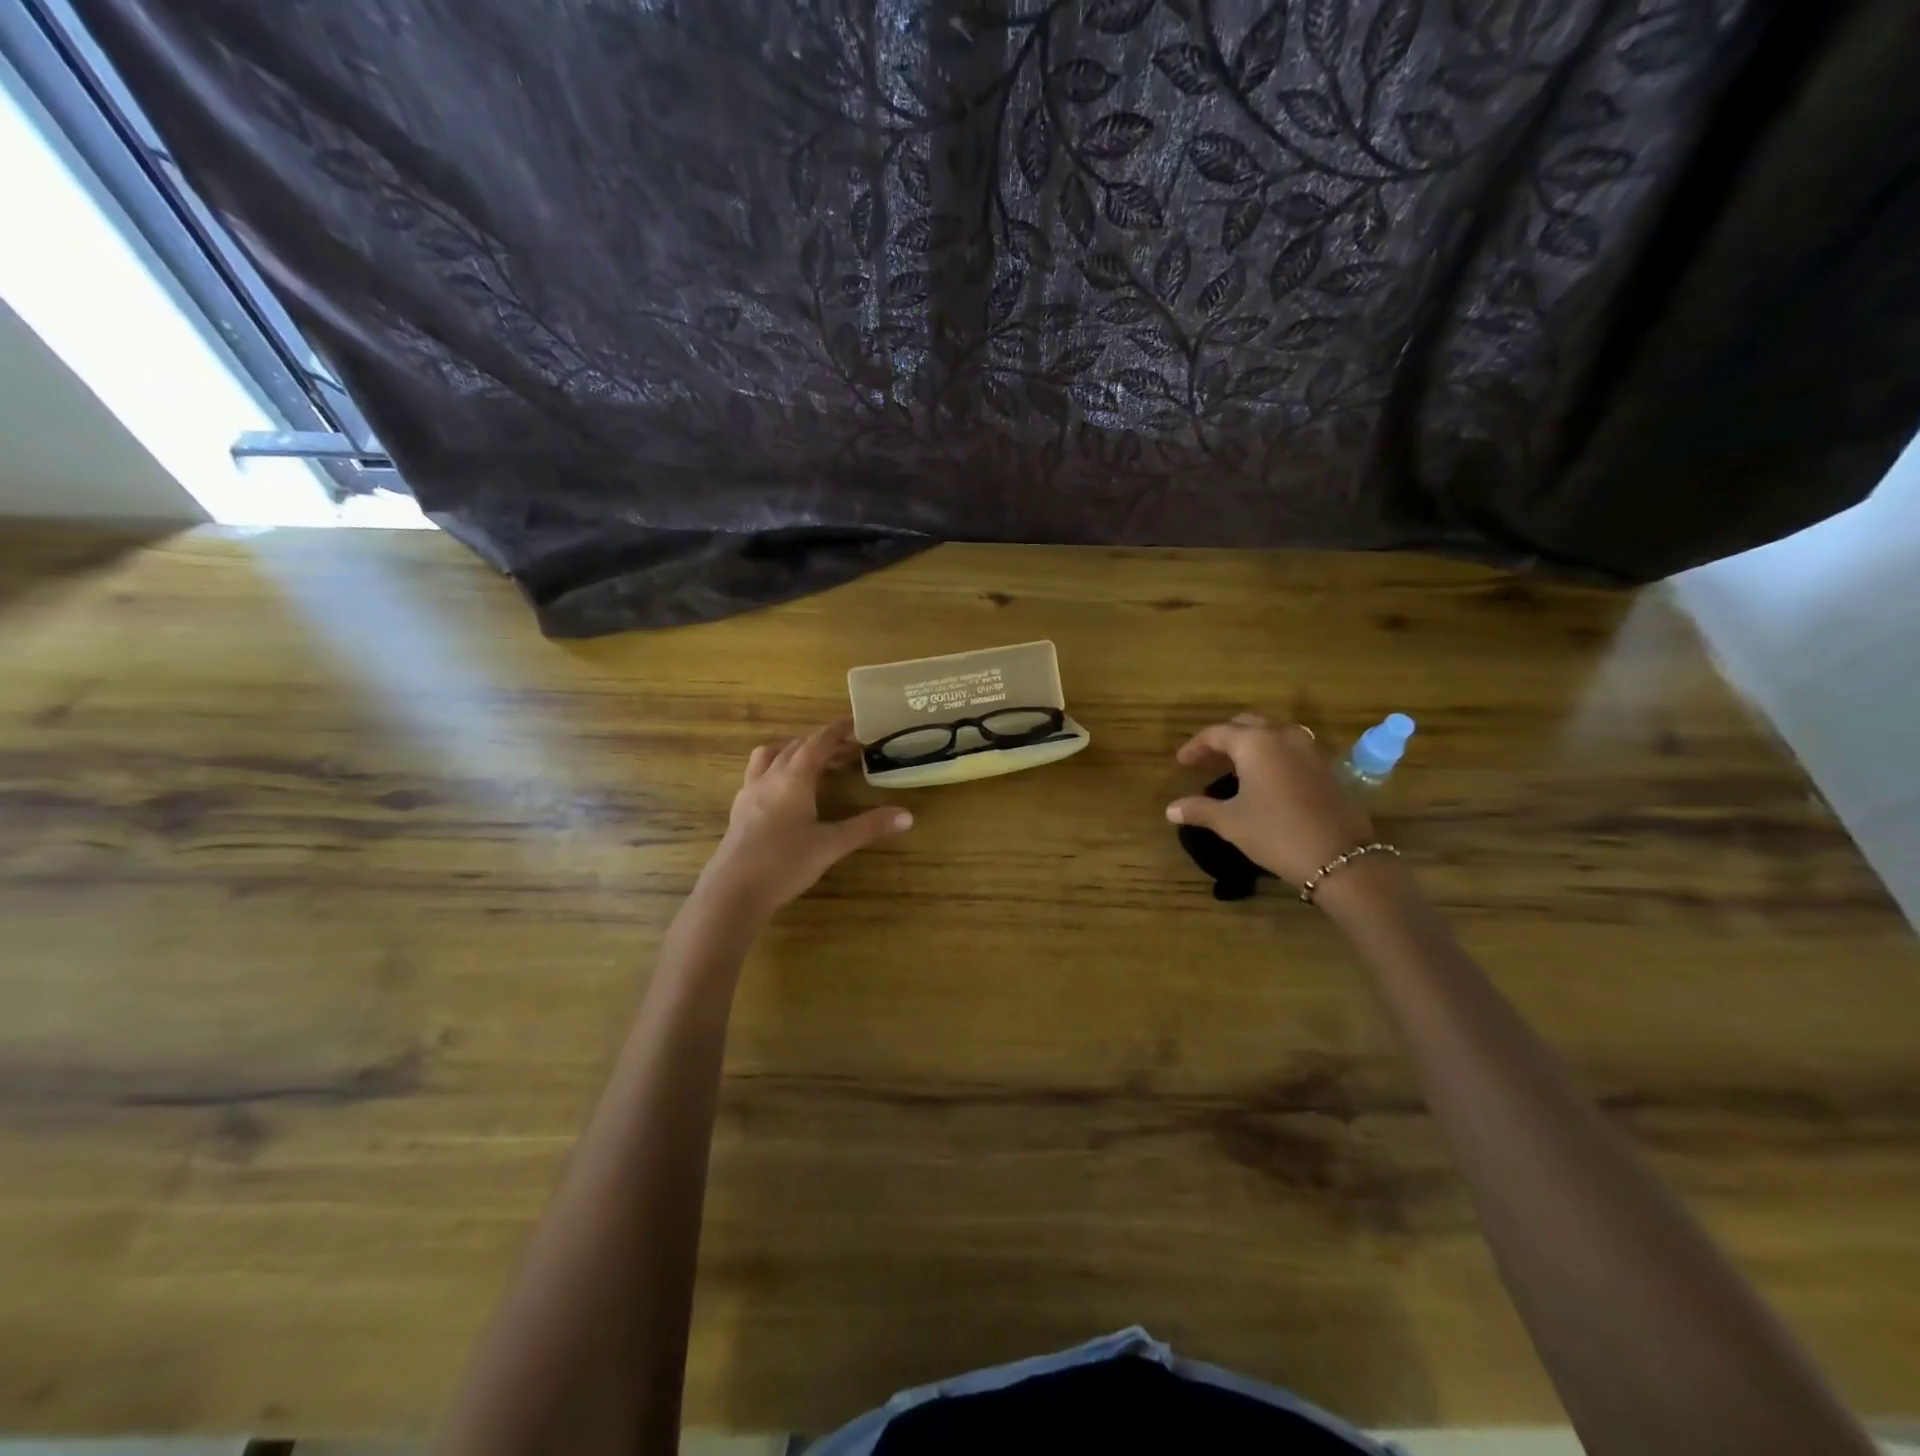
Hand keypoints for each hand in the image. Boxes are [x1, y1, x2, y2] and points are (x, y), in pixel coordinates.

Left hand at [698, 720, 911, 918]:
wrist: (733, 892)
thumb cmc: (784, 863)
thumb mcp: (831, 845)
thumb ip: (868, 827)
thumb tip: (907, 816)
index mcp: (793, 779)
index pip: (817, 743)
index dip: (836, 731)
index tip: (854, 723)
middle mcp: (769, 778)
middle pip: (796, 747)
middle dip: (822, 743)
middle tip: (847, 750)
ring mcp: (749, 793)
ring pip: (770, 756)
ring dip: (793, 750)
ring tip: (812, 761)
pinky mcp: (740, 810)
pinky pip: (758, 774)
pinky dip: (776, 769)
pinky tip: (785, 790)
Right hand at [1165, 713, 1375, 888]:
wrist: (1340, 858)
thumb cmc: (1276, 833)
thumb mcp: (1231, 822)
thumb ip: (1199, 809)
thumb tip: (1171, 809)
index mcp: (1255, 743)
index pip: (1216, 733)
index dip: (1195, 747)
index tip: (1181, 763)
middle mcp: (1283, 736)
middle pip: (1247, 724)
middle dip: (1224, 738)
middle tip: (1207, 758)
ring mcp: (1310, 750)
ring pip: (1273, 733)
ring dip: (1251, 743)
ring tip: (1235, 765)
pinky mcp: (1327, 768)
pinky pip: (1292, 749)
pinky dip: (1272, 755)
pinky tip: (1265, 779)